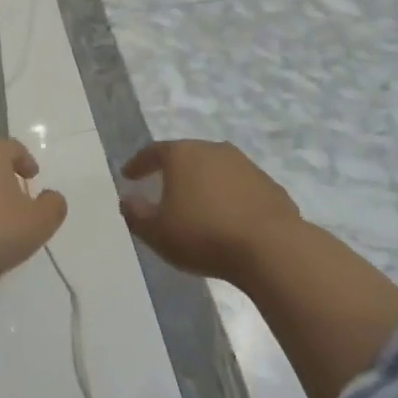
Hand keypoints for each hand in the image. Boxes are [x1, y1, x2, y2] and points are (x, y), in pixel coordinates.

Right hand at [118, 140, 302, 284]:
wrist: (270, 247)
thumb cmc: (203, 235)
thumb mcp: (157, 232)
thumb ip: (136, 214)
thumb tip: (127, 199)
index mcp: (183, 155)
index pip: (153, 152)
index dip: (138, 164)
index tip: (128, 176)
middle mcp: (214, 150)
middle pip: (187, 156)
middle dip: (173, 171)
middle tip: (162, 187)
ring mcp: (245, 165)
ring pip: (215, 169)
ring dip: (203, 184)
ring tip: (196, 205)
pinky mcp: (268, 185)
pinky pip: (239, 187)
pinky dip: (228, 197)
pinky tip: (226, 218)